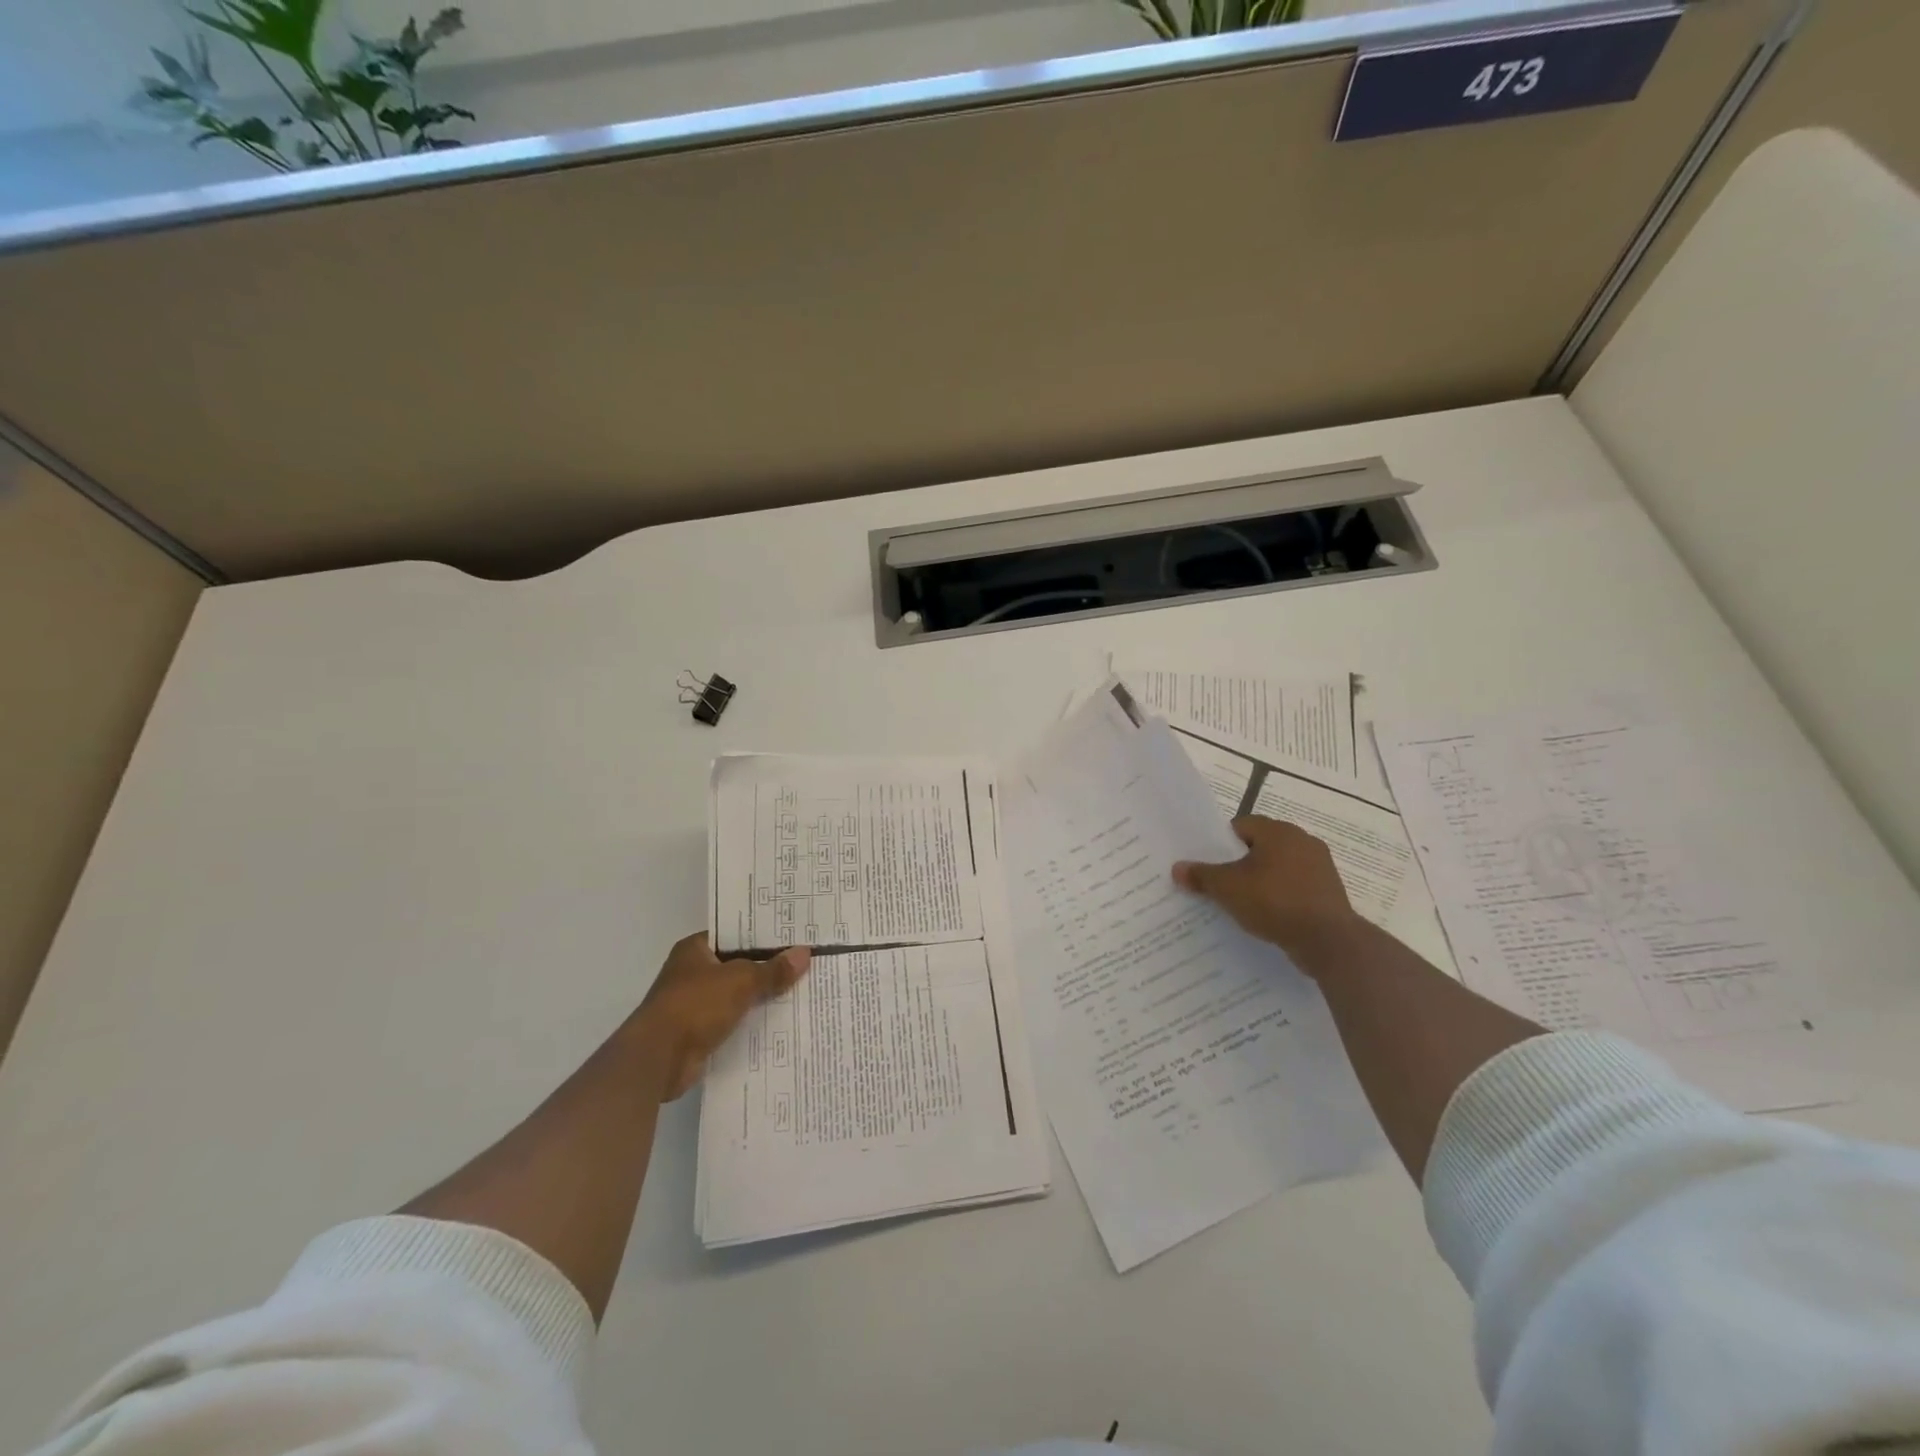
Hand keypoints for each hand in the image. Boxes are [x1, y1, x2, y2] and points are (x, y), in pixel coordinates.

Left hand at [630, 933, 810, 1099]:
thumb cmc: (696, 1005)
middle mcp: (692, 973)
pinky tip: (780, 1021)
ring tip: (800, 990)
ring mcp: (694, 1004)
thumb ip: (773, 969)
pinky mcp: (698, 1033)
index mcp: (695, 949)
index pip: (734, 934)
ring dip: (760, 997)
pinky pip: (732, 1021)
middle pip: (738, 965)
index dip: (762, 935)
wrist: (658, 1058)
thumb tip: (804, 953)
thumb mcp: (741, 980)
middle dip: (767, 967)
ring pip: (736, 995)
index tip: (792, 936)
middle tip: (804, 962)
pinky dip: (751, 1022)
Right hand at [1172, 816, 1359, 968]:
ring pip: (1280, 867)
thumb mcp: (1228, 889)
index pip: (1242, 825)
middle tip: (1221, 882)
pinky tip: (1268, 915)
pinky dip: (1281, 896)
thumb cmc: (1275, 902)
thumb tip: (1177, 868)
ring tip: (1243, 901)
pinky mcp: (1330, 892)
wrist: (1329, 941)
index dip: (1221, 842)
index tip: (1209, 862)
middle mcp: (1303, 841)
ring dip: (1262, 880)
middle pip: (1261, 846)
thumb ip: (1201, 876)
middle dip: (1241, 862)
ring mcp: (1321, 866)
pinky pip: (1296, 887)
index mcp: (1279, 831)